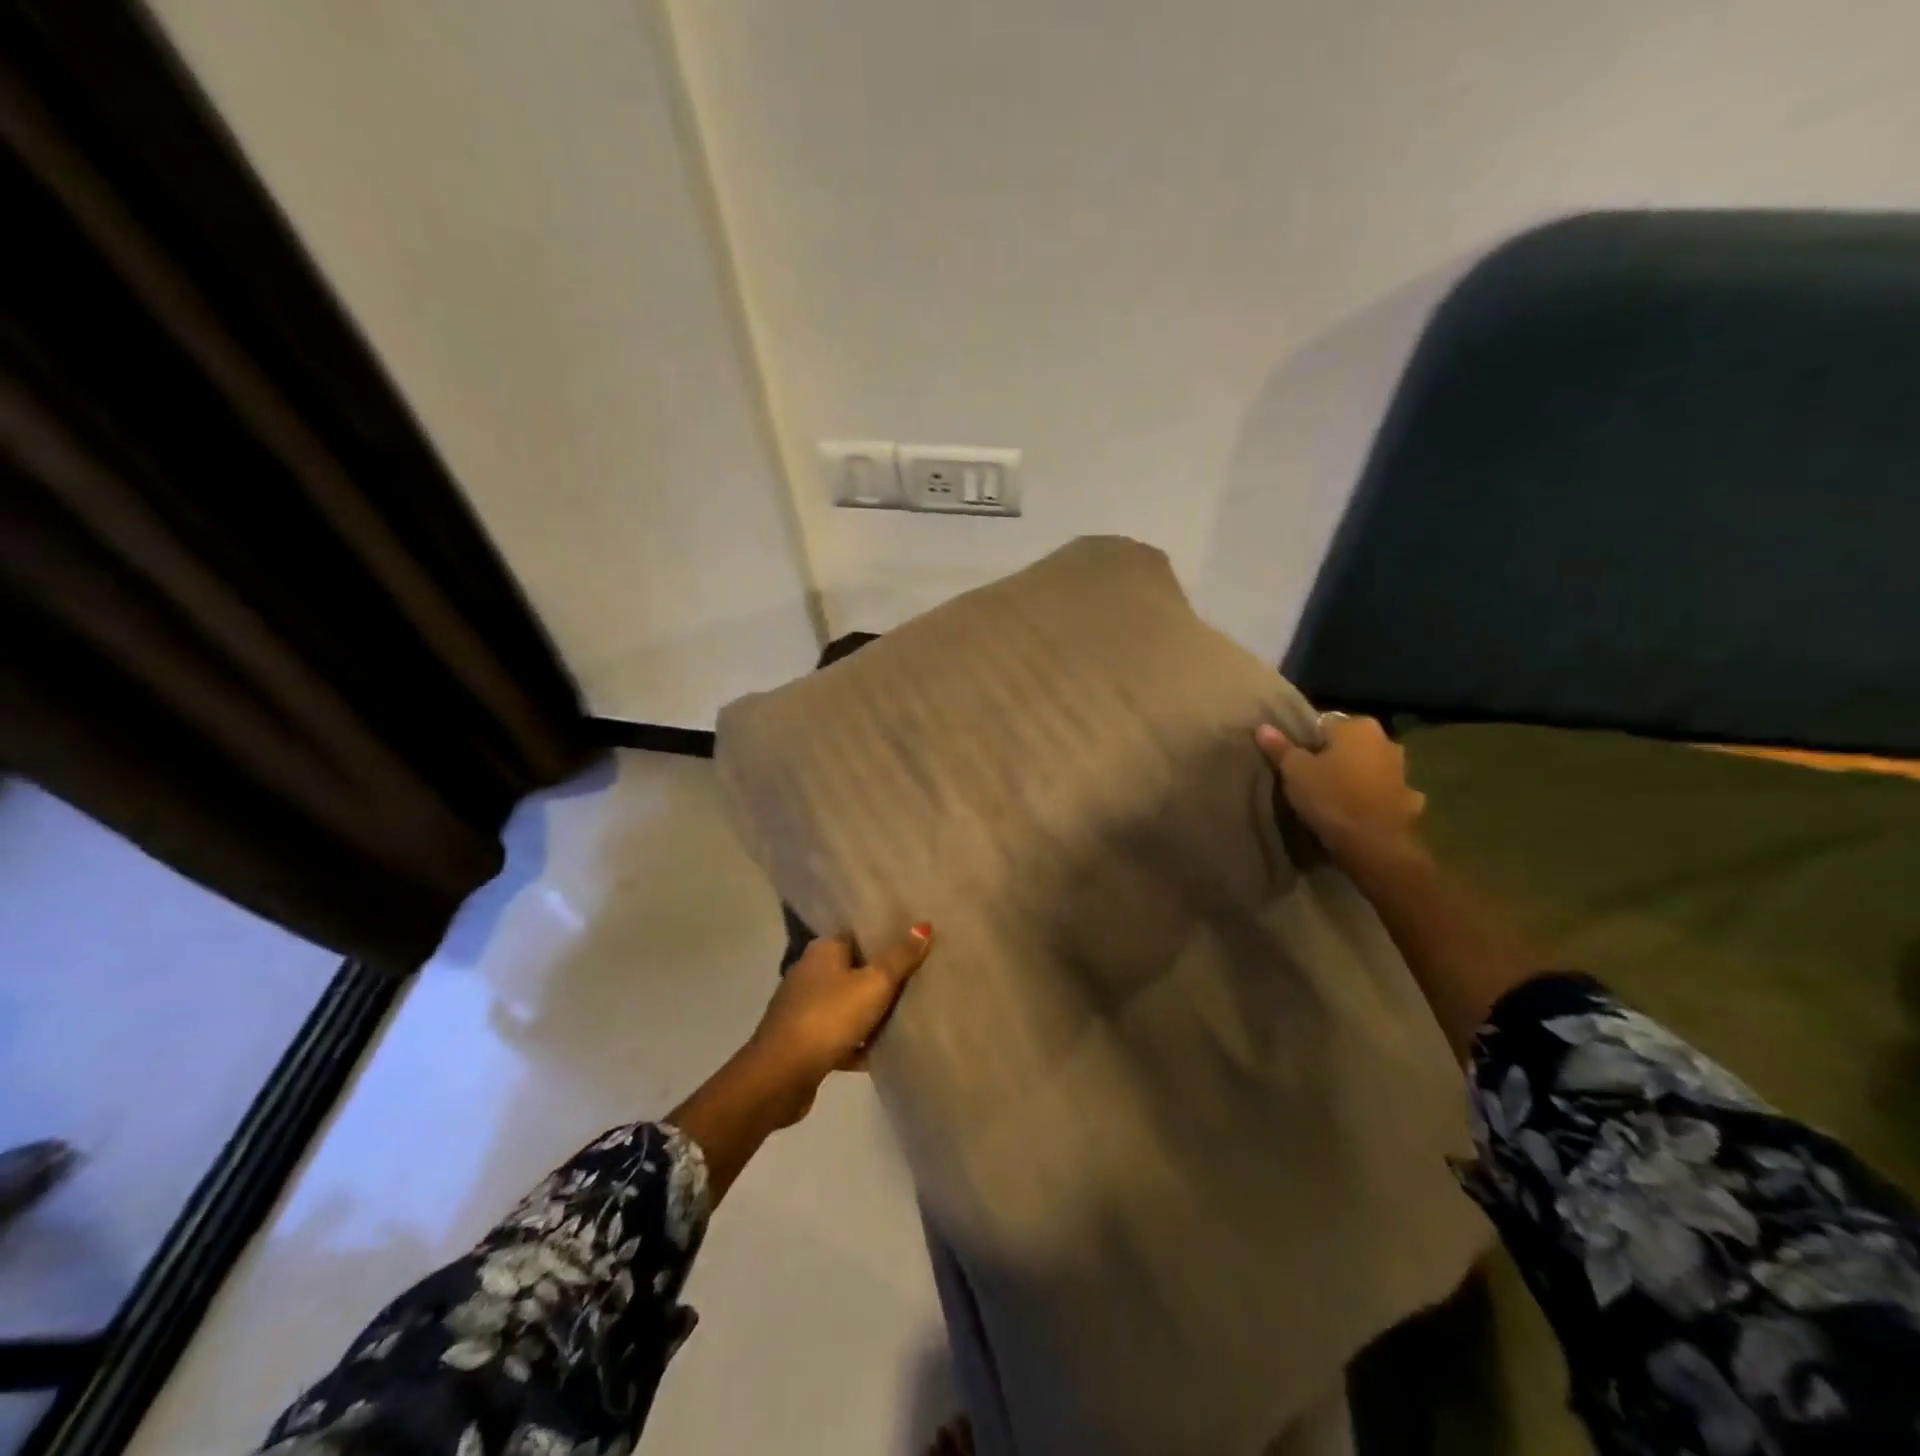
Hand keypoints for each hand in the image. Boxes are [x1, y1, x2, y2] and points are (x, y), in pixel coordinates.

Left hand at [746, 926, 933, 1114]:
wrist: (780, 1076)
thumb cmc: (828, 1017)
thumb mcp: (874, 984)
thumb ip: (900, 957)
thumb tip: (923, 925)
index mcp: (823, 950)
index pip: (858, 934)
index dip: (886, 938)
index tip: (915, 944)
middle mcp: (809, 972)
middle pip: (854, 969)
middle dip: (882, 977)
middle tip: (919, 979)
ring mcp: (803, 1007)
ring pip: (847, 1003)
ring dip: (871, 1013)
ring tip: (907, 1015)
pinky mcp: (803, 1041)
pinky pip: (839, 1035)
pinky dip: (857, 1042)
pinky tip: (882, 1052)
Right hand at [1255, 715, 1425, 862]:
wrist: (1375, 844)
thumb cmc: (1331, 797)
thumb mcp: (1294, 771)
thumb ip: (1280, 747)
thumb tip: (1263, 727)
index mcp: (1357, 727)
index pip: (1323, 724)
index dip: (1305, 741)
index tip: (1293, 760)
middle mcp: (1385, 741)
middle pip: (1349, 744)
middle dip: (1333, 757)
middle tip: (1309, 778)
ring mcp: (1402, 771)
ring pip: (1368, 768)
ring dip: (1355, 776)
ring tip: (1332, 796)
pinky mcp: (1409, 800)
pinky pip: (1382, 793)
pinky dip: (1372, 799)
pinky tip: (1358, 813)